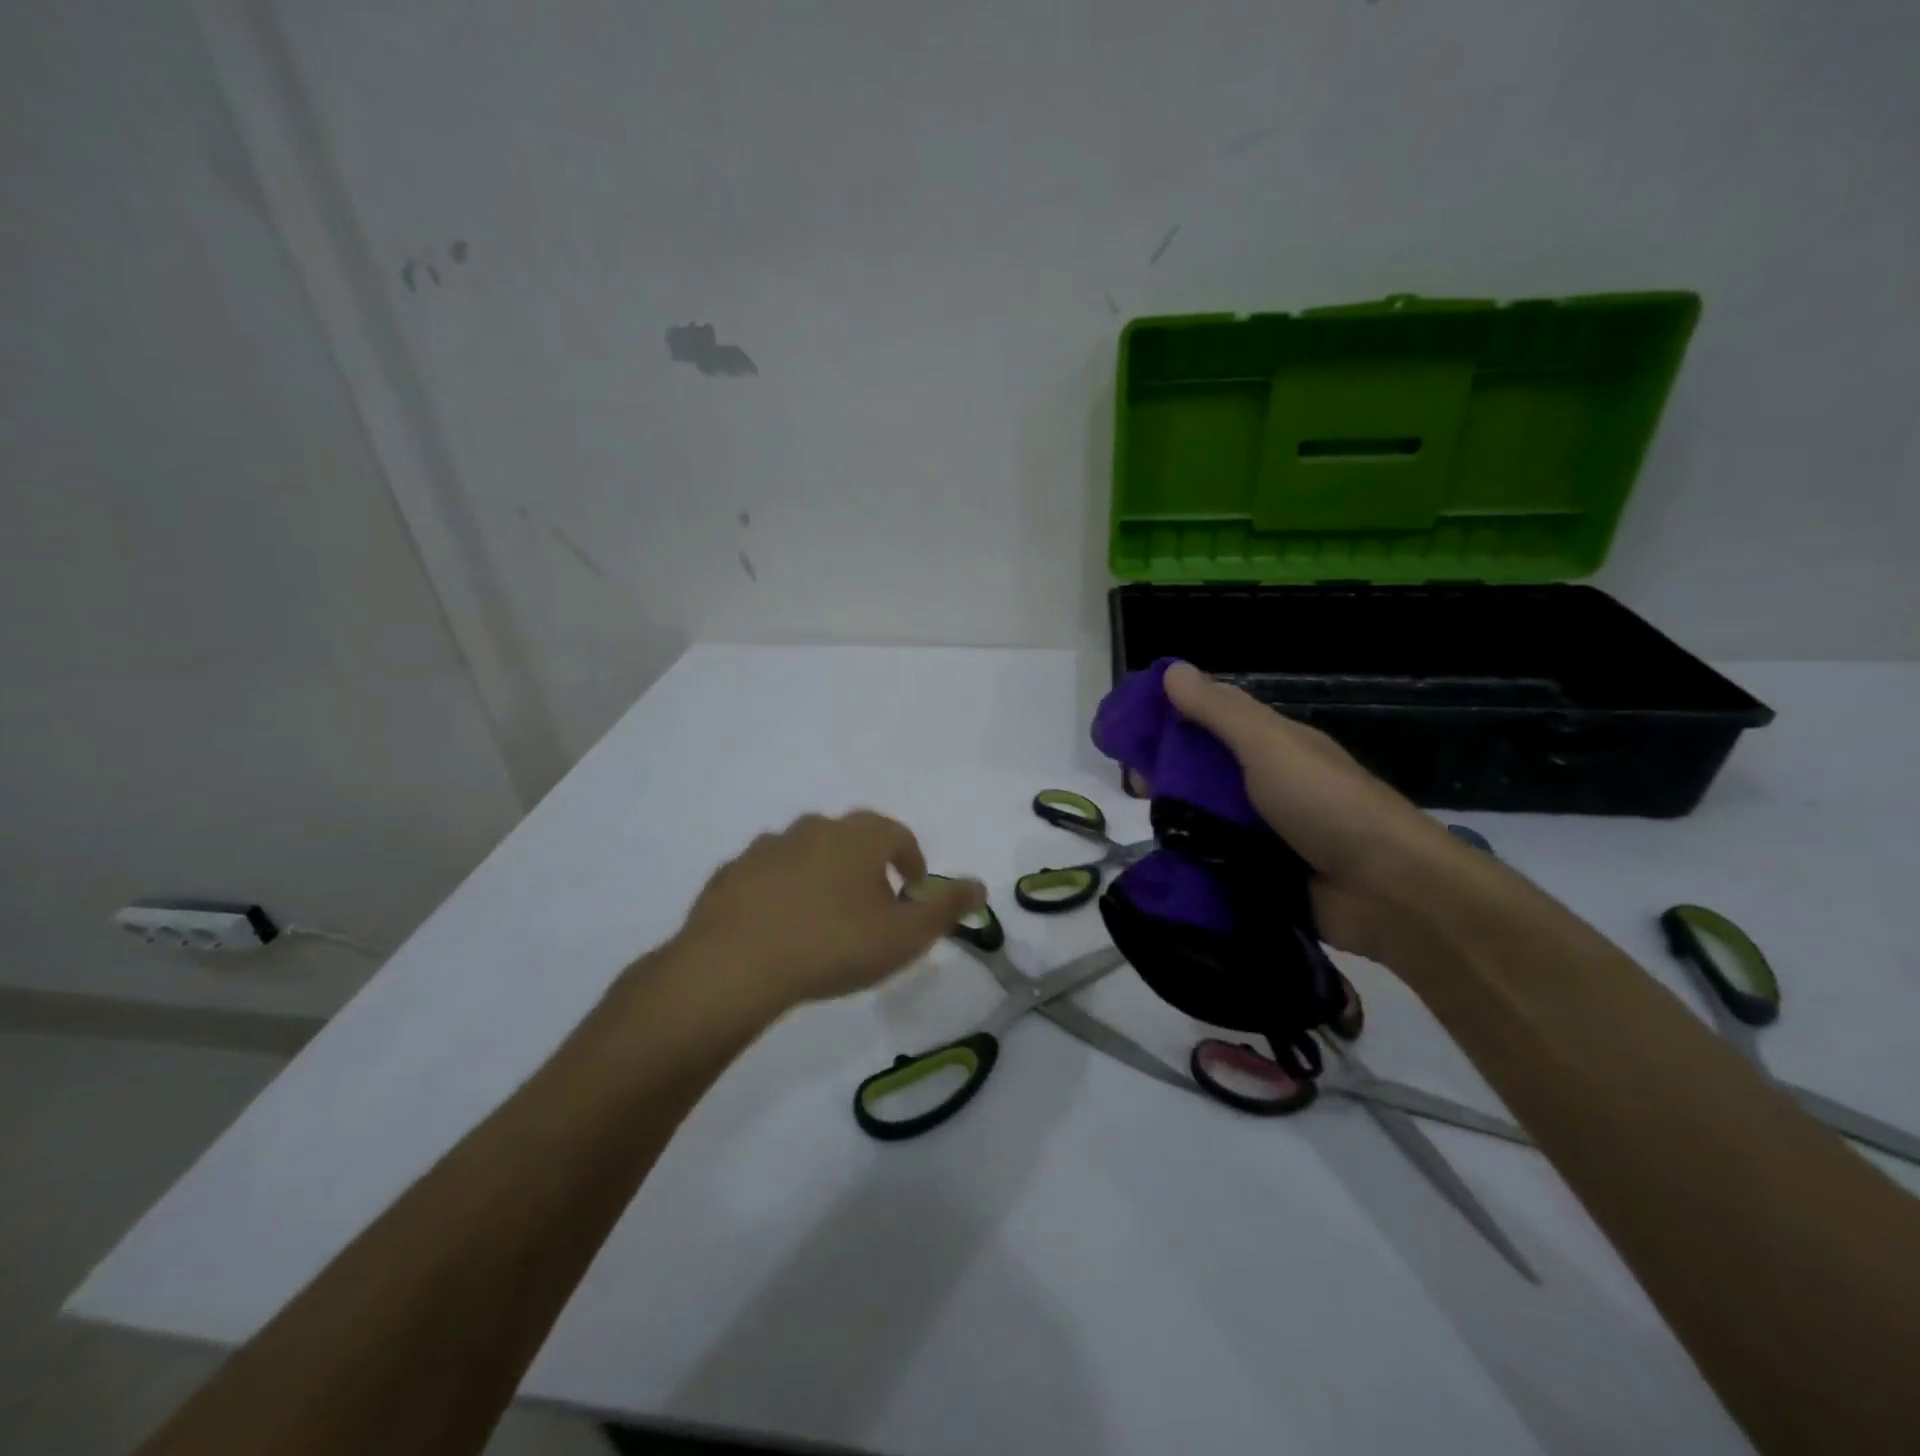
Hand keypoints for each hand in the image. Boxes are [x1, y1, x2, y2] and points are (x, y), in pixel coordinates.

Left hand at [671, 811, 984, 1009]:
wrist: (736, 964)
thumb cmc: (835, 944)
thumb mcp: (906, 936)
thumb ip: (947, 908)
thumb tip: (980, 885)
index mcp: (859, 836)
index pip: (898, 835)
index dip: (911, 861)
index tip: (912, 892)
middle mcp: (814, 828)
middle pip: (851, 839)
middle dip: (867, 867)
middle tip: (871, 907)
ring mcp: (768, 846)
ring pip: (807, 853)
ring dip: (822, 876)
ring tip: (823, 918)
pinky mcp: (732, 871)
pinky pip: (768, 875)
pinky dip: (781, 891)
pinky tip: (780, 926)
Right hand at [1161, 662, 1478, 963]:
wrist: (1388, 891)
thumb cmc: (1325, 804)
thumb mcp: (1268, 746)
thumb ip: (1219, 712)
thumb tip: (1171, 670)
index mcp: (1272, 745)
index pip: (1210, 720)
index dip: (1169, 721)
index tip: (1129, 737)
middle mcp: (1266, 783)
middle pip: (1203, 770)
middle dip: (1166, 775)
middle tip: (1134, 789)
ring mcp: (1265, 831)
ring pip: (1205, 816)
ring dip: (1177, 819)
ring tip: (1145, 826)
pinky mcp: (1262, 874)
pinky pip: (1216, 858)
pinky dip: (1194, 857)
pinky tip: (1166, 861)